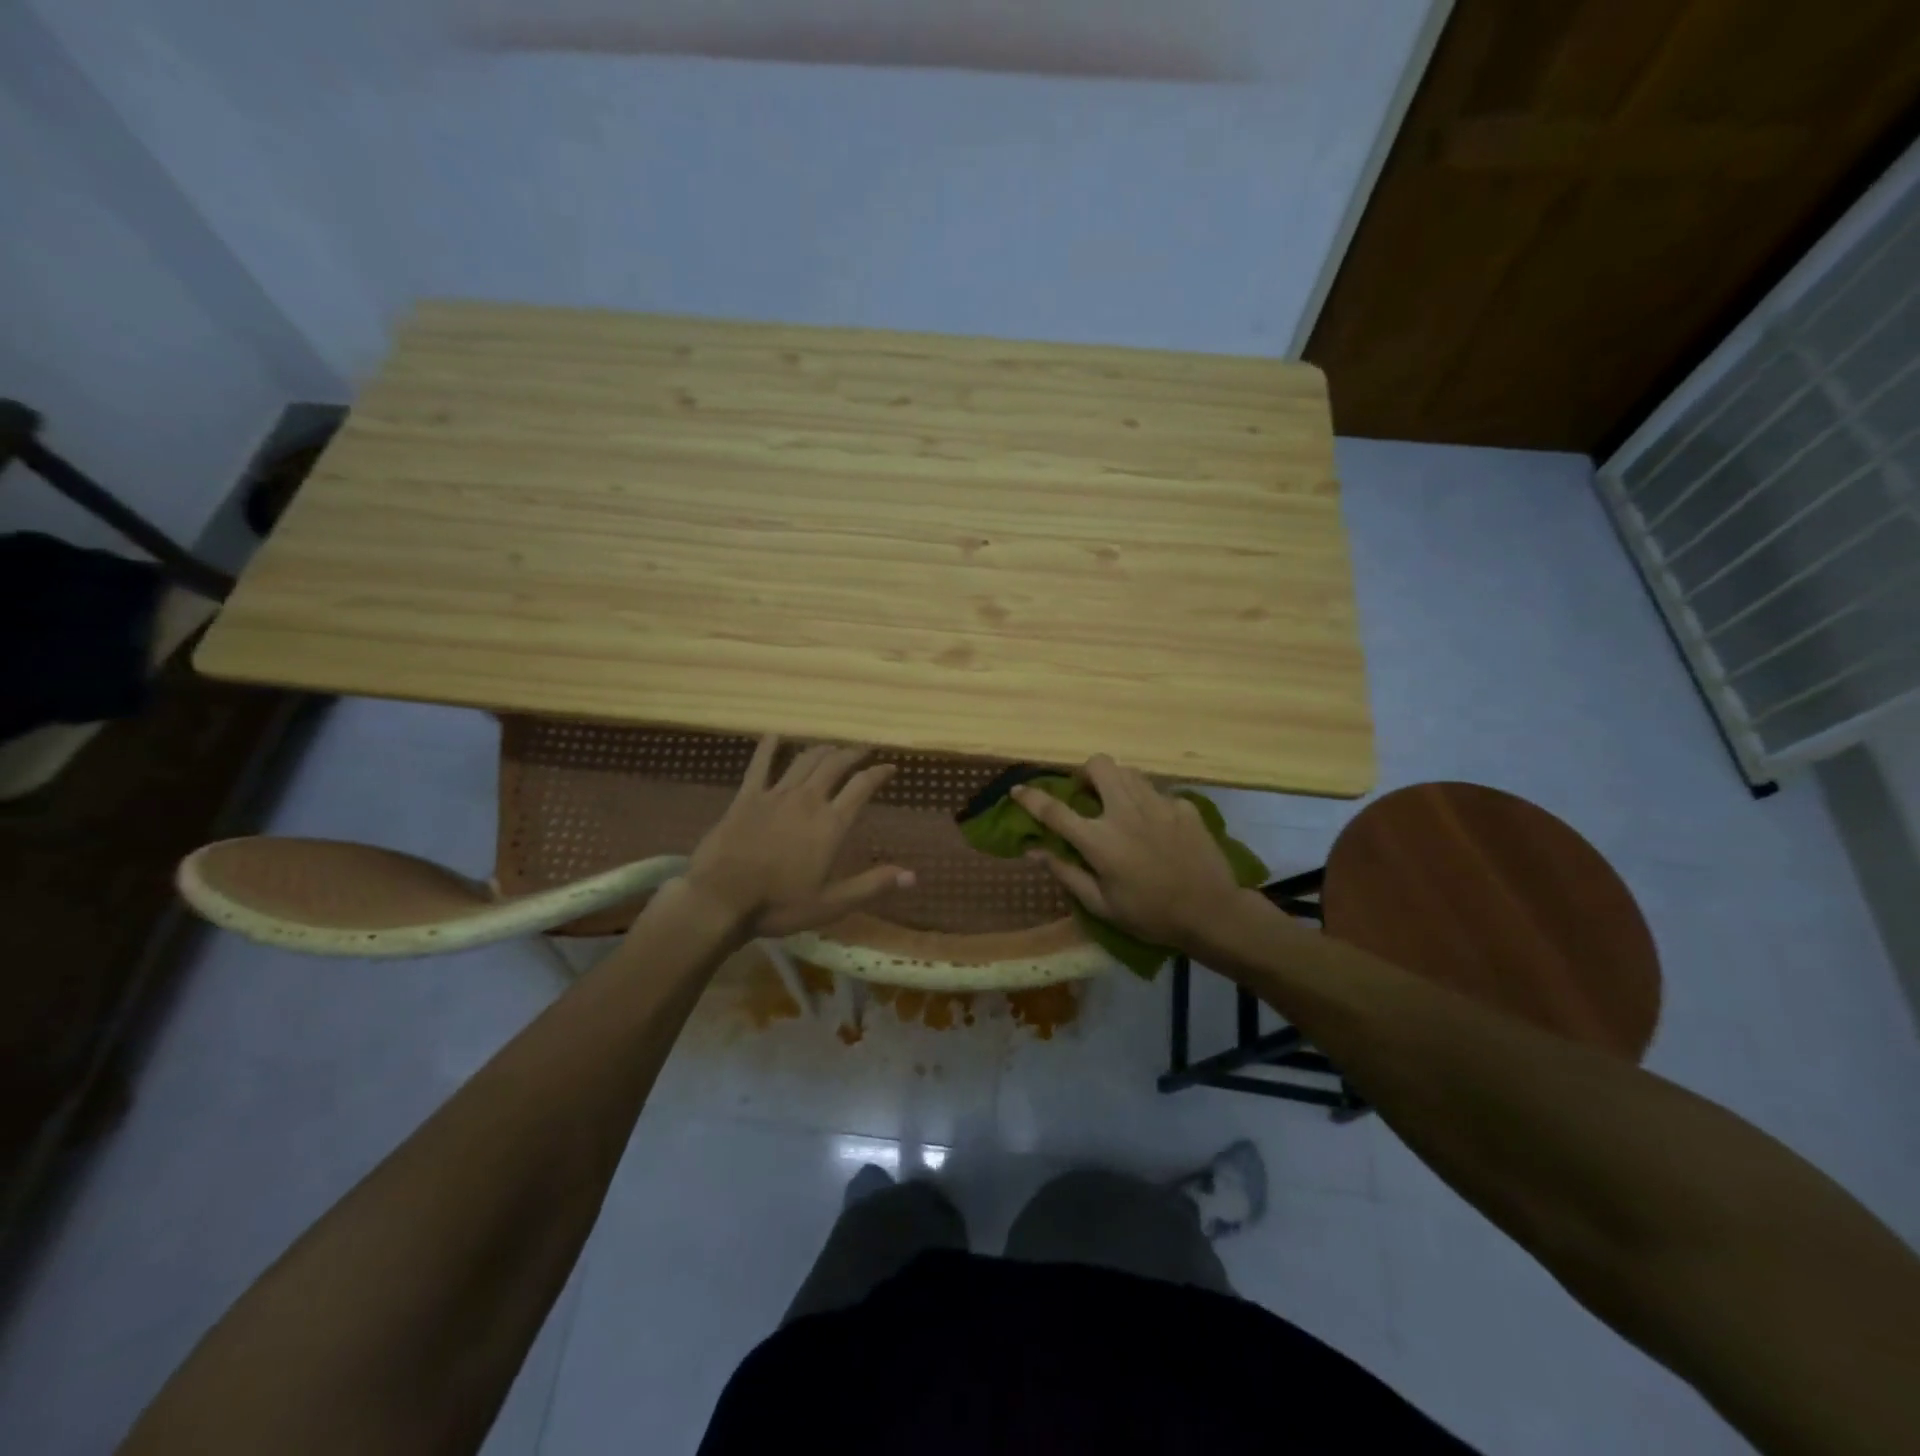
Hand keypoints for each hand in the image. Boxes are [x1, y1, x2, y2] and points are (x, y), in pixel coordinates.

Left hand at [682, 737, 914, 936]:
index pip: (862, 787)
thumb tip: (913, 876)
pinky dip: (769, 747)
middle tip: (863, 750)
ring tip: (832, 747)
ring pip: (804, 761)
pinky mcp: (747, 797)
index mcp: (831, 824)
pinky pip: (760, 765)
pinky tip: (775, 736)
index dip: (879, 773)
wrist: (721, 898)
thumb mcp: (832, 904)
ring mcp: (775, 795)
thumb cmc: (779, 904)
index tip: (891, 766)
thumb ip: (873, 885)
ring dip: (822, 750)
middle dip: (853, 753)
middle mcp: (808, 800)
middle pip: (835, 765)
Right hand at [1012, 756, 1244, 949]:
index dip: (1031, 798)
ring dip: (1115, 783)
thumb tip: (1034, 851)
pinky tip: (1155, 826)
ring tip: (1118, 806)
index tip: (1018, 790)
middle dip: (1085, 773)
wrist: (1212, 913)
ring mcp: (1158, 804)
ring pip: (1128, 771)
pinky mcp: (1183, 806)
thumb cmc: (1150, 915)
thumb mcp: (1101, 904)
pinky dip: (1148, 803)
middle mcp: (1126, 812)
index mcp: (1100, 840)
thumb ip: (1066, 873)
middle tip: (1086, 794)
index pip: (1054, 810)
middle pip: (1098, 766)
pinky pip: (1157, 792)